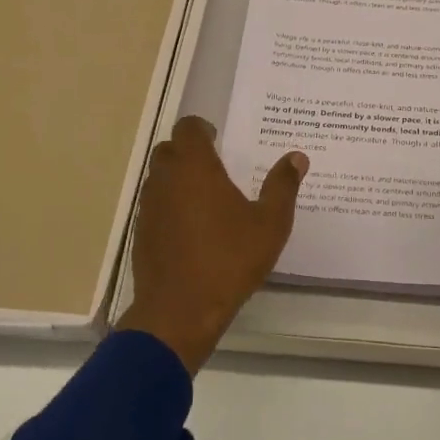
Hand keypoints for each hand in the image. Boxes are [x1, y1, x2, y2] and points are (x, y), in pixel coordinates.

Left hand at [118, 116, 307, 372]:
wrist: (180, 311)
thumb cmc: (230, 260)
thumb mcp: (270, 224)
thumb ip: (283, 186)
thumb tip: (297, 157)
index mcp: (195, 168)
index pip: (187, 128)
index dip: (202, 129)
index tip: (219, 139)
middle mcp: (166, 180)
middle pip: (169, 150)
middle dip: (189, 152)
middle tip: (216, 166)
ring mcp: (149, 208)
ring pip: (159, 178)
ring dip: (178, 179)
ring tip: (207, 198)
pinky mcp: (142, 234)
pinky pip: (155, 206)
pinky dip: (170, 206)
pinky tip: (193, 229)